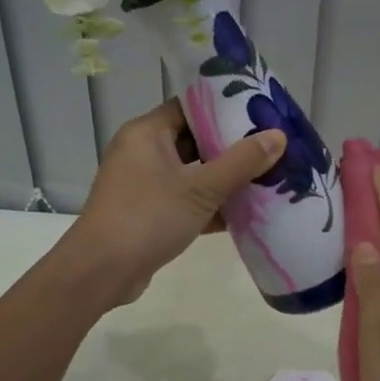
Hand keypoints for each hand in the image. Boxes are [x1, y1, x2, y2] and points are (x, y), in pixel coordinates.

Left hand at [60, 99, 284, 306]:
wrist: (101, 272)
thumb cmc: (148, 217)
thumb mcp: (201, 189)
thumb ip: (242, 162)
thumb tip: (278, 136)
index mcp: (147, 133)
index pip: (190, 107)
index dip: (225, 108)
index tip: (260, 113)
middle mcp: (142, 152)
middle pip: (194, 140)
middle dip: (232, 147)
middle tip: (271, 147)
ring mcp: (144, 184)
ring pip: (192, 173)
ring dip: (225, 179)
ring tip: (268, 177)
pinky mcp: (148, 213)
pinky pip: (186, 200)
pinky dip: (211, 205)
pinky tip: (246, 212)